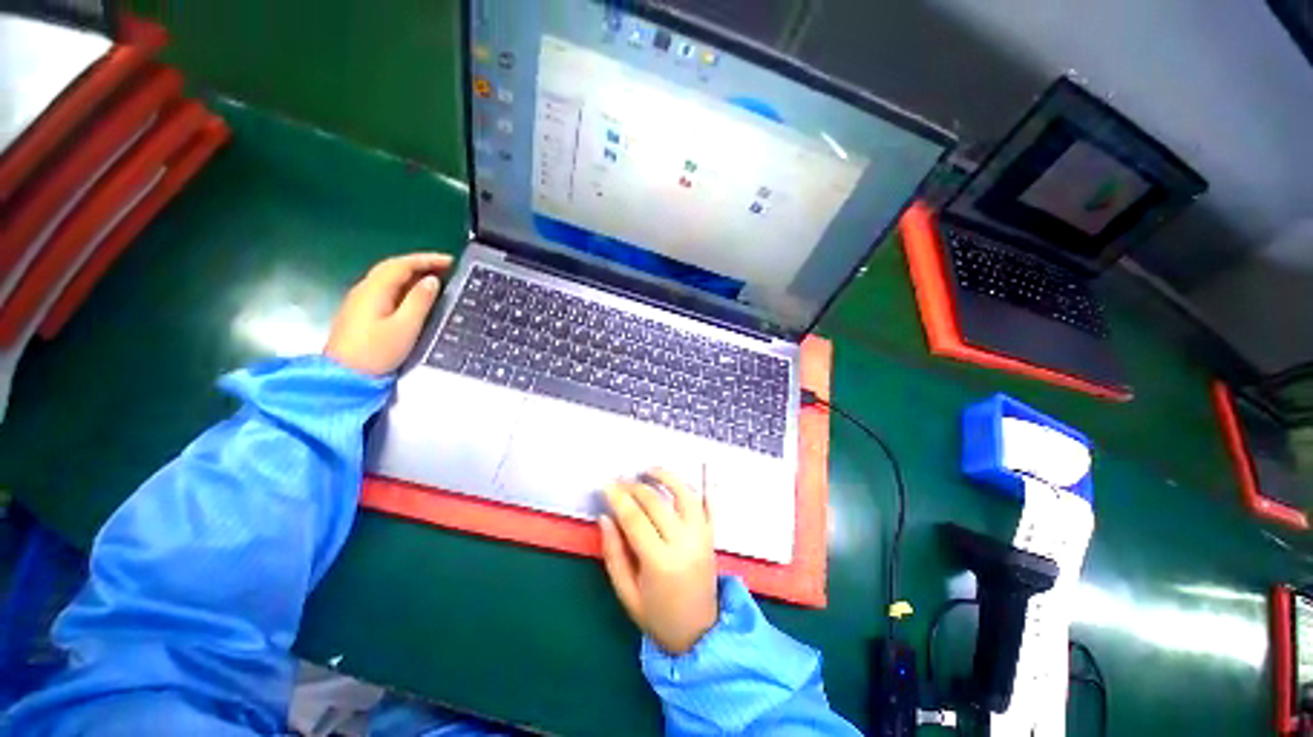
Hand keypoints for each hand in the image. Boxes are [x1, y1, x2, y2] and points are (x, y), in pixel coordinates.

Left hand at [324, 253, 452, 375]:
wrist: (344, 376)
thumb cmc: (377, 352)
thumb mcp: (405, 326)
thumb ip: (420, 301)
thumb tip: (432, 280)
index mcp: (375, 289)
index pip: (402, 264)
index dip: (427, 259)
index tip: (450, 261)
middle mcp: (364, 289)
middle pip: (393, 267)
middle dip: (420, 263)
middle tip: (446, 267)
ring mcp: (360, 300)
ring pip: (388, 278)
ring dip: (412, 273)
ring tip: (435, 278)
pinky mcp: (361, 312)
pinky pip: (385, 289)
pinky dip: (404, 285)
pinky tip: (415, 294)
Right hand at [600, 468, 718, 654]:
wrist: (699, 633)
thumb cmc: (657, 615)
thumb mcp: (626, 593)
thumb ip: (613, 554)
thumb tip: (605, 517)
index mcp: (660, 562)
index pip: (635, 519)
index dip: (618, 498)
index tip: (606, 485)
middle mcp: (684, 543)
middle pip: (657, 503)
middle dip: (635, 487)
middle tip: (620, 480)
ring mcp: (701, 536)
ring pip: (685, 495)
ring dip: (667, 477)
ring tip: (650, 470)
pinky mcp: (712, 535)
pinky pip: (710, 504)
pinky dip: (703, 486)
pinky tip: (691, 473)